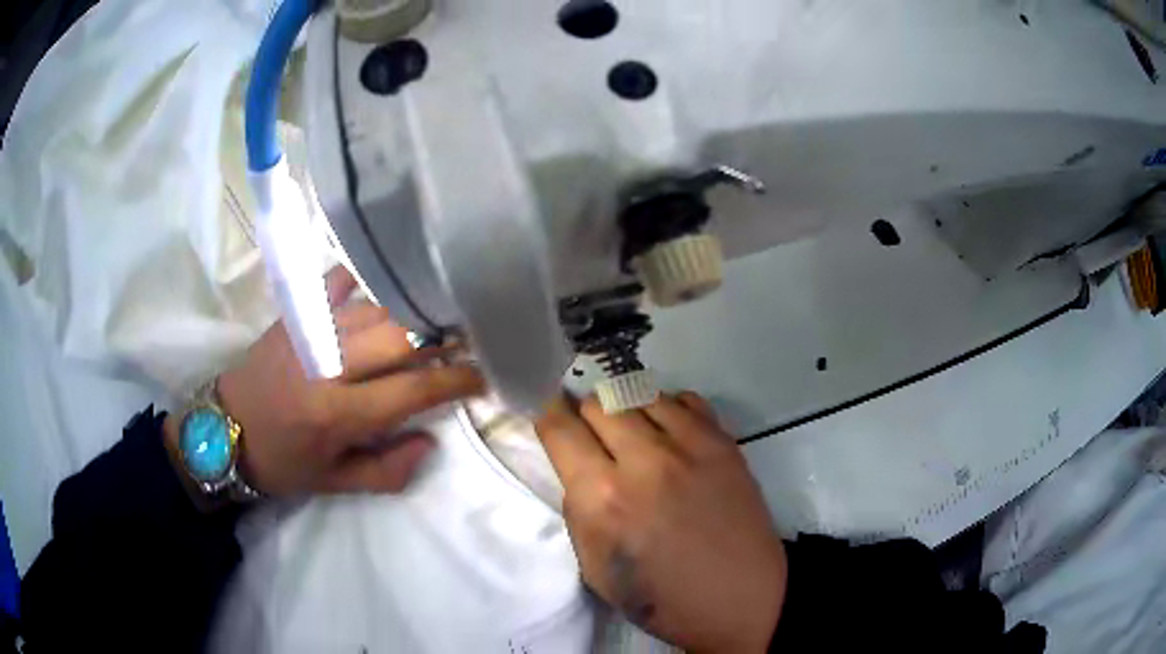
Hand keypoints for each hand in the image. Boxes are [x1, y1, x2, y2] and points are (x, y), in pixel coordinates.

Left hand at [167, 266, 483, 497]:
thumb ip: (387, 471)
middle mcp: (327, 363)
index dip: (456, 380)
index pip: (414, 389)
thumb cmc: (279, 463)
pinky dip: (361, 280)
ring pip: (375, 308)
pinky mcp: (293, 315)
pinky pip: (334, 283)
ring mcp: (309, 331)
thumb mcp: (333, 484)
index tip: (482, 375)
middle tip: (468, 340)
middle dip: (443, 337)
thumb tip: (430, 442)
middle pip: (400, 336)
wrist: (221, 430)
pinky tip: (379, 285)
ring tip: (436, 317)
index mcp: (338, 413)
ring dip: (411, 312)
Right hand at [535, 393, 786, 652]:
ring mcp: (689, 446)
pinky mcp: (723, 442)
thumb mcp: (595, 569)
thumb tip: (579, 470)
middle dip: (587, 418)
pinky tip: (670, 434)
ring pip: (639, 393)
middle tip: (595, 440)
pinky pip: (684, 399)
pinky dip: (668, 409)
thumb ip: (578, 510)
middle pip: (598, 403)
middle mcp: (643, 460)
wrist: (741, 598)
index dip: (548, 416)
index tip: (551, 417)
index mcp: (603, 498)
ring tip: (634, 436)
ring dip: (627, 411)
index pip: (560, 429)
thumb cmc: (661, 598)